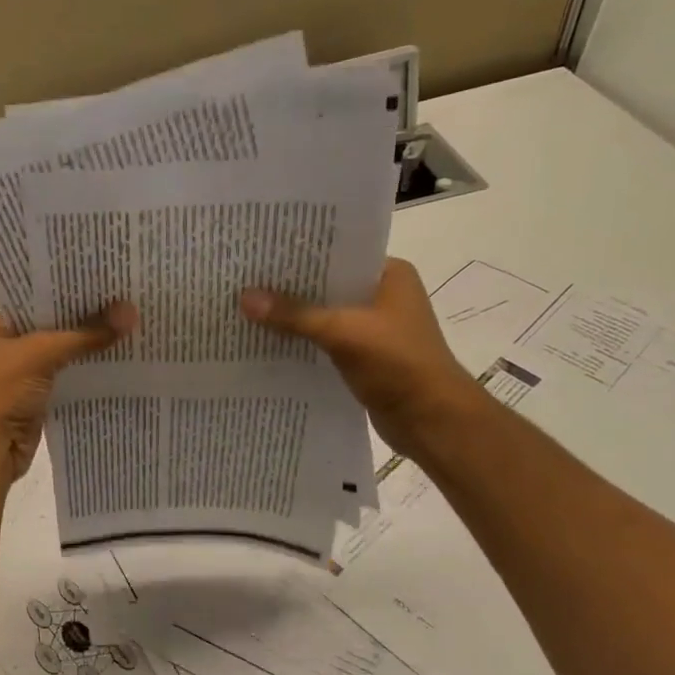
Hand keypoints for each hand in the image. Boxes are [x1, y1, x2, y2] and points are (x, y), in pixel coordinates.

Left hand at [0, 304, 138, 480]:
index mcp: (0, 326)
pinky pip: (70, 379)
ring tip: (133, 326)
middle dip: (89, 318)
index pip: (39, 298)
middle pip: (56, 326)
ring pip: (66, 354)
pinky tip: (121, 362)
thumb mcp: (42, 353)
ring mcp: (26, 375)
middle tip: (130, 299)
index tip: (109, 279)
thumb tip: (131, 311)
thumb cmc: (2, 391)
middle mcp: (11, 346)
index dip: (72, 290)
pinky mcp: (41, 400)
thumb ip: (86, 333)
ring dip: (93, 347)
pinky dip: (90, 373)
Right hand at [240, 259, 480, 457]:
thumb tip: (243, 297)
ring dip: (291, 317)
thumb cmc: (398, 365)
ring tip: (245, 308)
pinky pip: (323, 341)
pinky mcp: (362, 357)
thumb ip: (293, 314)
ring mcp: (373, 328)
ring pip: (322, 315)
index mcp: (389, 275)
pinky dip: (300, 342)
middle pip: (325, 285)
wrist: (433, 422)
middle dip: (288, 287)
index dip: (298, 254)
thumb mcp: (343, 332)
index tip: (258, 252)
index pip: (337, 253)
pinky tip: (266, 342)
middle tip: (242, 278)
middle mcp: (382, 295)